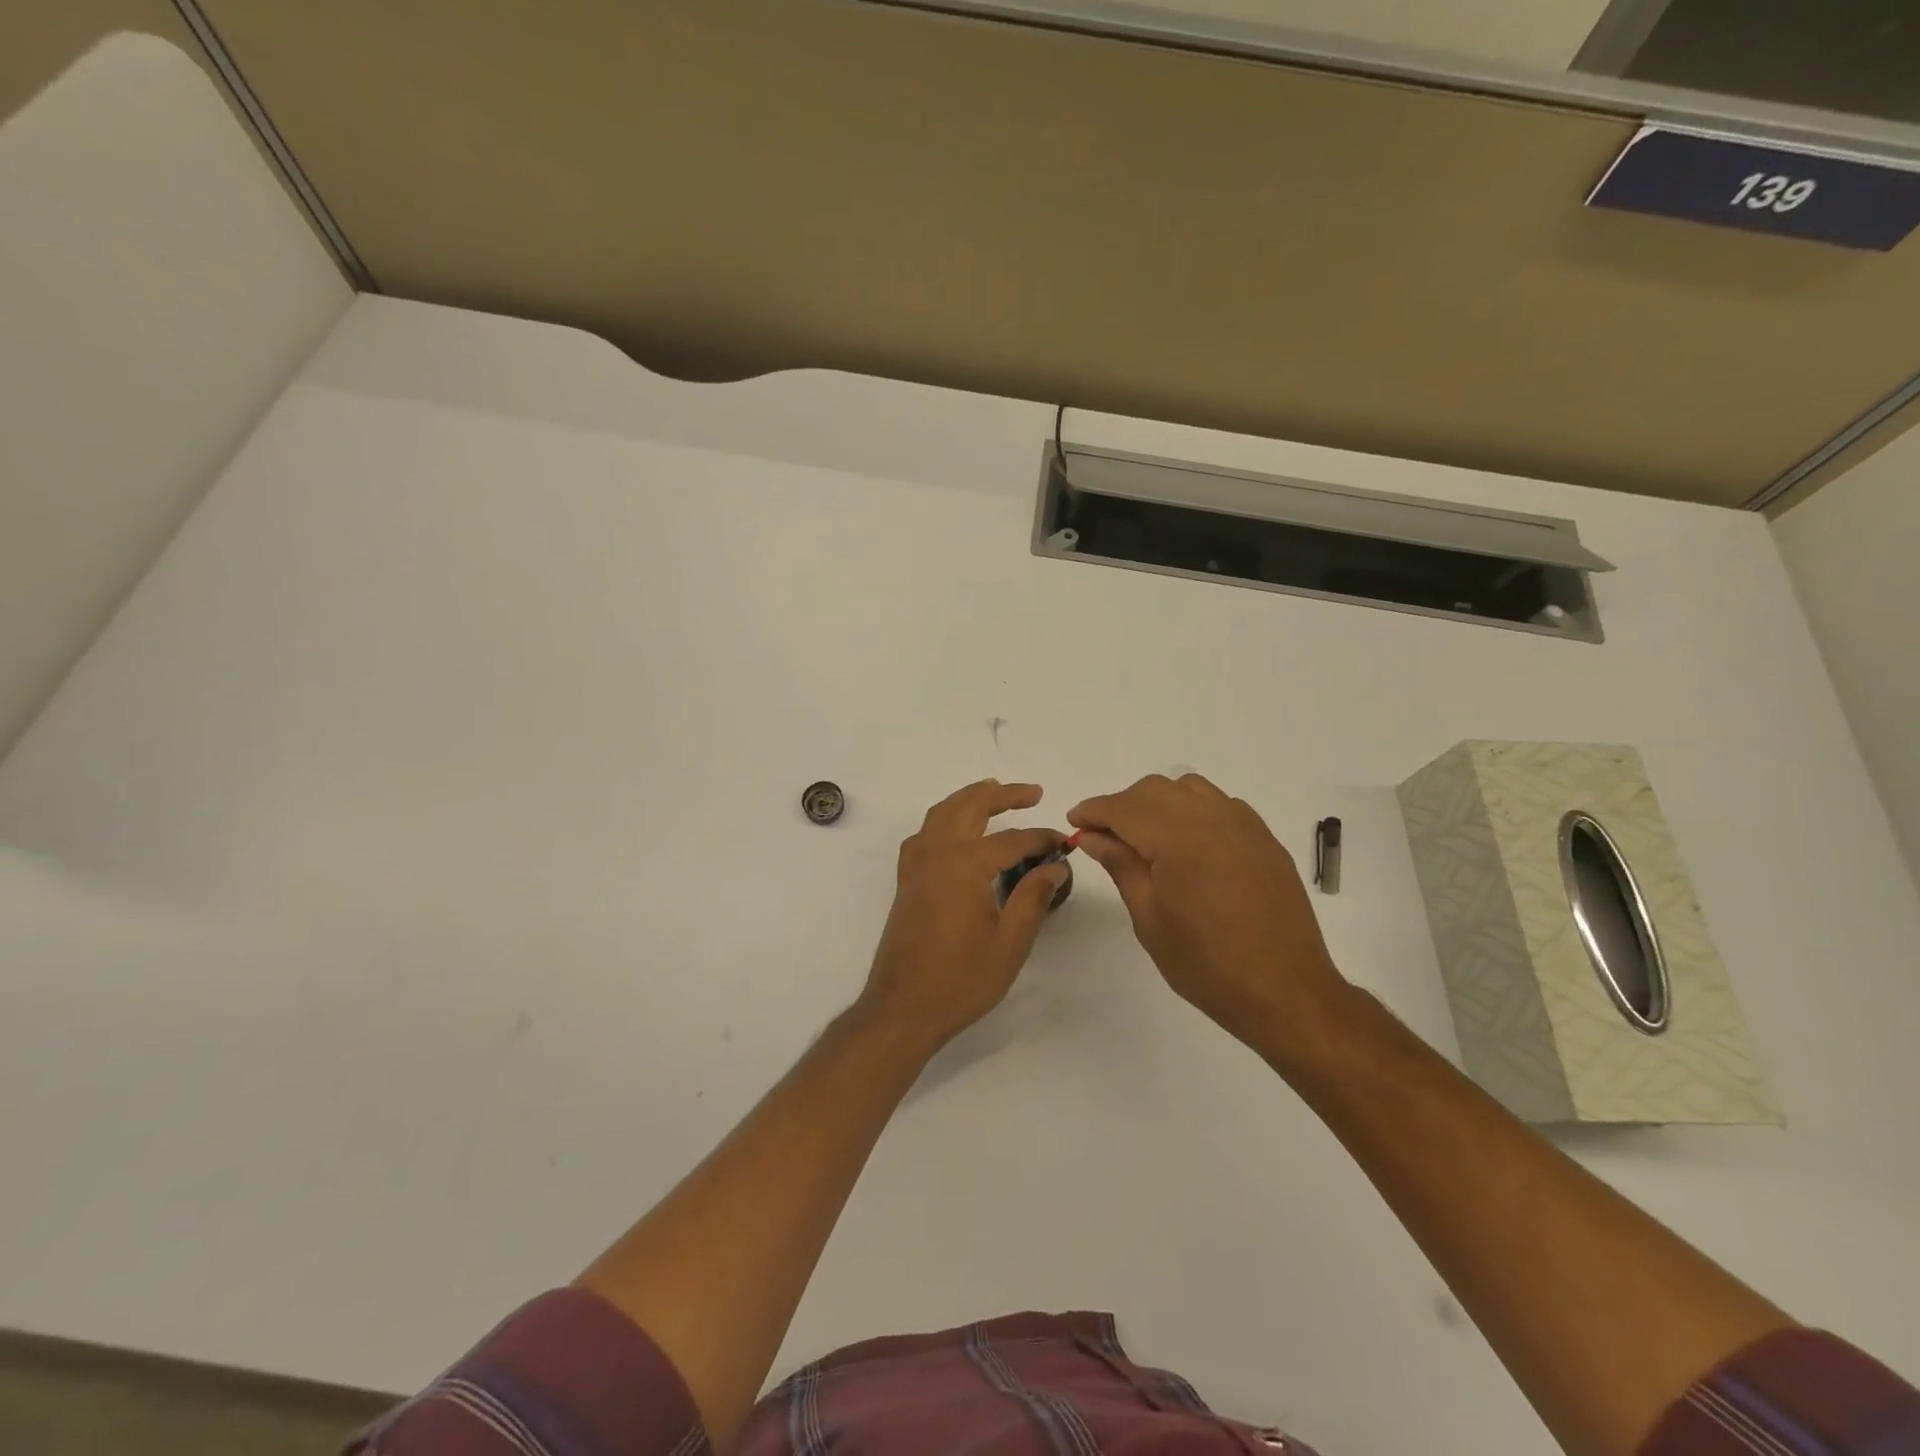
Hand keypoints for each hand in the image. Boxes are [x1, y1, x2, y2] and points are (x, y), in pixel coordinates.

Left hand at [858, 781, 1068, 1049]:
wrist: (903, 1007)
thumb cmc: (961, 979)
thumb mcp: (1010, 942)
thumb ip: (1033, 897)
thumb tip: (1055, 866)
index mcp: (965, 864)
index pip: (1012, 840)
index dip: (1041, 839)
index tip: (1063, 842)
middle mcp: (937, 852)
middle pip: (970, 806)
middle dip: (1003, 795)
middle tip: (1033, 793)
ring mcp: (916, 864)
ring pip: (942, 812)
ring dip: (970, 798)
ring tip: (995, 793)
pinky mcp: (907, 879)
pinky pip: (925, 832)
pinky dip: (944, 818)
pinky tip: (956, 831)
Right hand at [1068, 774, 1348, 1053]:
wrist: (1286, 992)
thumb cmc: (1207, 965)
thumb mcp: (1150, 919)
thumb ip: (1121, 866)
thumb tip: (1093, 835)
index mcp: (1179, 840)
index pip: (1124, 808)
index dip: (1094, 811)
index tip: (1075, 822)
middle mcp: (1212, 819)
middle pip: (1154, 789)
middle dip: (1122, 805)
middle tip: (1103, 835)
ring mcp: (1244, 825)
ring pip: (1188, 788)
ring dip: (1157, 801)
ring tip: (1145, 836)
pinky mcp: (1264, 838)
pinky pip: (1220, 803)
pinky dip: (1192, 809)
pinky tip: (1187, 842)